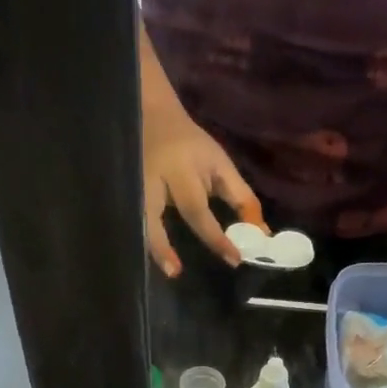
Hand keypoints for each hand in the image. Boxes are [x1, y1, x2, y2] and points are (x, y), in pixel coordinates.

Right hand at [142, 104, 265, 277]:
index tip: (234, 259)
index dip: (215, 237)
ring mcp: (133, 187)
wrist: (152, 115)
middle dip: (163, 245)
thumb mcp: (220, 165)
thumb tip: (261, 234)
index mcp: (180, 170)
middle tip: (175, 272)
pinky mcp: (125, 193)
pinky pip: (132, 221)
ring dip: (149, 246)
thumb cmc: (192, 146)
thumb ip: (241, 199)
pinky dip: (143, 241)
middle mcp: (153, 180)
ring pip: (136, 220)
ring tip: (166, 270)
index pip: (197, 209)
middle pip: (153, 216)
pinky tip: (151, 261)